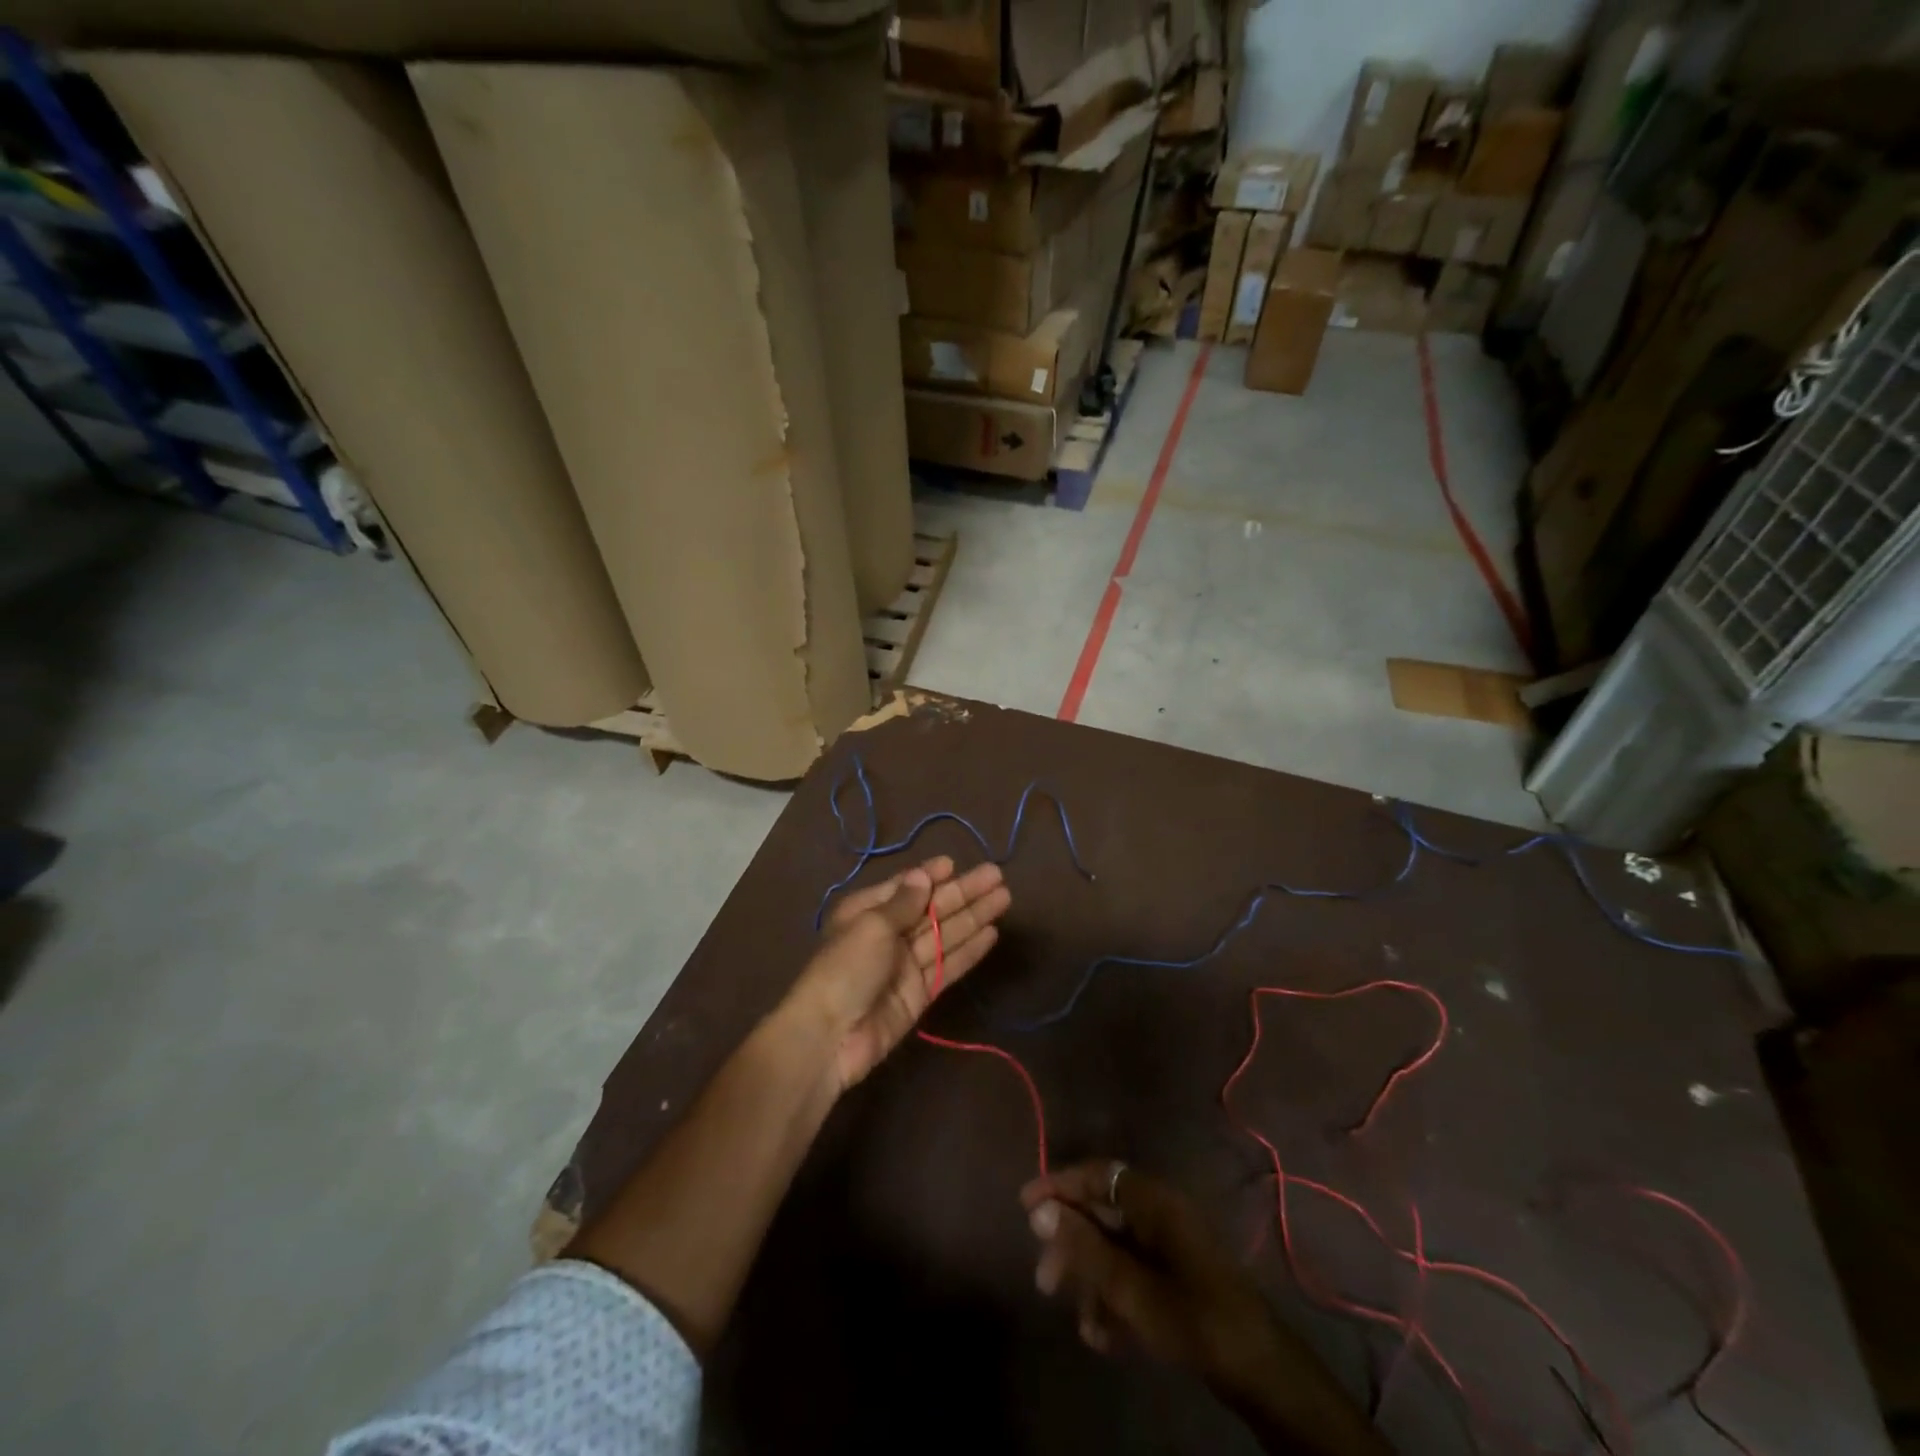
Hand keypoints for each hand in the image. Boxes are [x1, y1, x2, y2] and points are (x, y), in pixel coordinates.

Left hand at [785, 856, 1010, 1092]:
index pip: (905, 888)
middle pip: (932, 909)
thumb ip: (904, 902)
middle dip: (963, 892)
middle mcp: (888, 935)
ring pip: (946, 934)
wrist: (830, 1037)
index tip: (955, 863)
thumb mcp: (872, 925)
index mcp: (867, 912)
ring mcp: (905, 965)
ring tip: (1005, 898)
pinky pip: (948, 966)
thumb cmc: (846, 968)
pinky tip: (991, 934)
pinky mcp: (920, 993)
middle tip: (997, 876)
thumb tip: (922, 875)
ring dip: (974, 916)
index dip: (930, 876)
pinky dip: (969, 950)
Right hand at [1023, 1164, 1390, 1455]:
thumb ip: (1084, 1248)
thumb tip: (1041, 1211)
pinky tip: (1104, 1335)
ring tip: (1079, 1321)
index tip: (1025, 1206)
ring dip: (1091, 1279)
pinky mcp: (1177, 1272)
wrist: (1259, 1370)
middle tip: (1044, 1280)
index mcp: (1152, 1199)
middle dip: (1071, 1245)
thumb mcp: (1130, 1288)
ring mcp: (1171, 1241)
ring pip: (1115, 1245)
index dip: (1058, 1185)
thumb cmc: (1192, 1317)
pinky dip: (1115, 1295)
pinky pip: (1134, 1270)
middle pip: (1102, 1211)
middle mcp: (1160, 1210)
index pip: (1096, 1174)